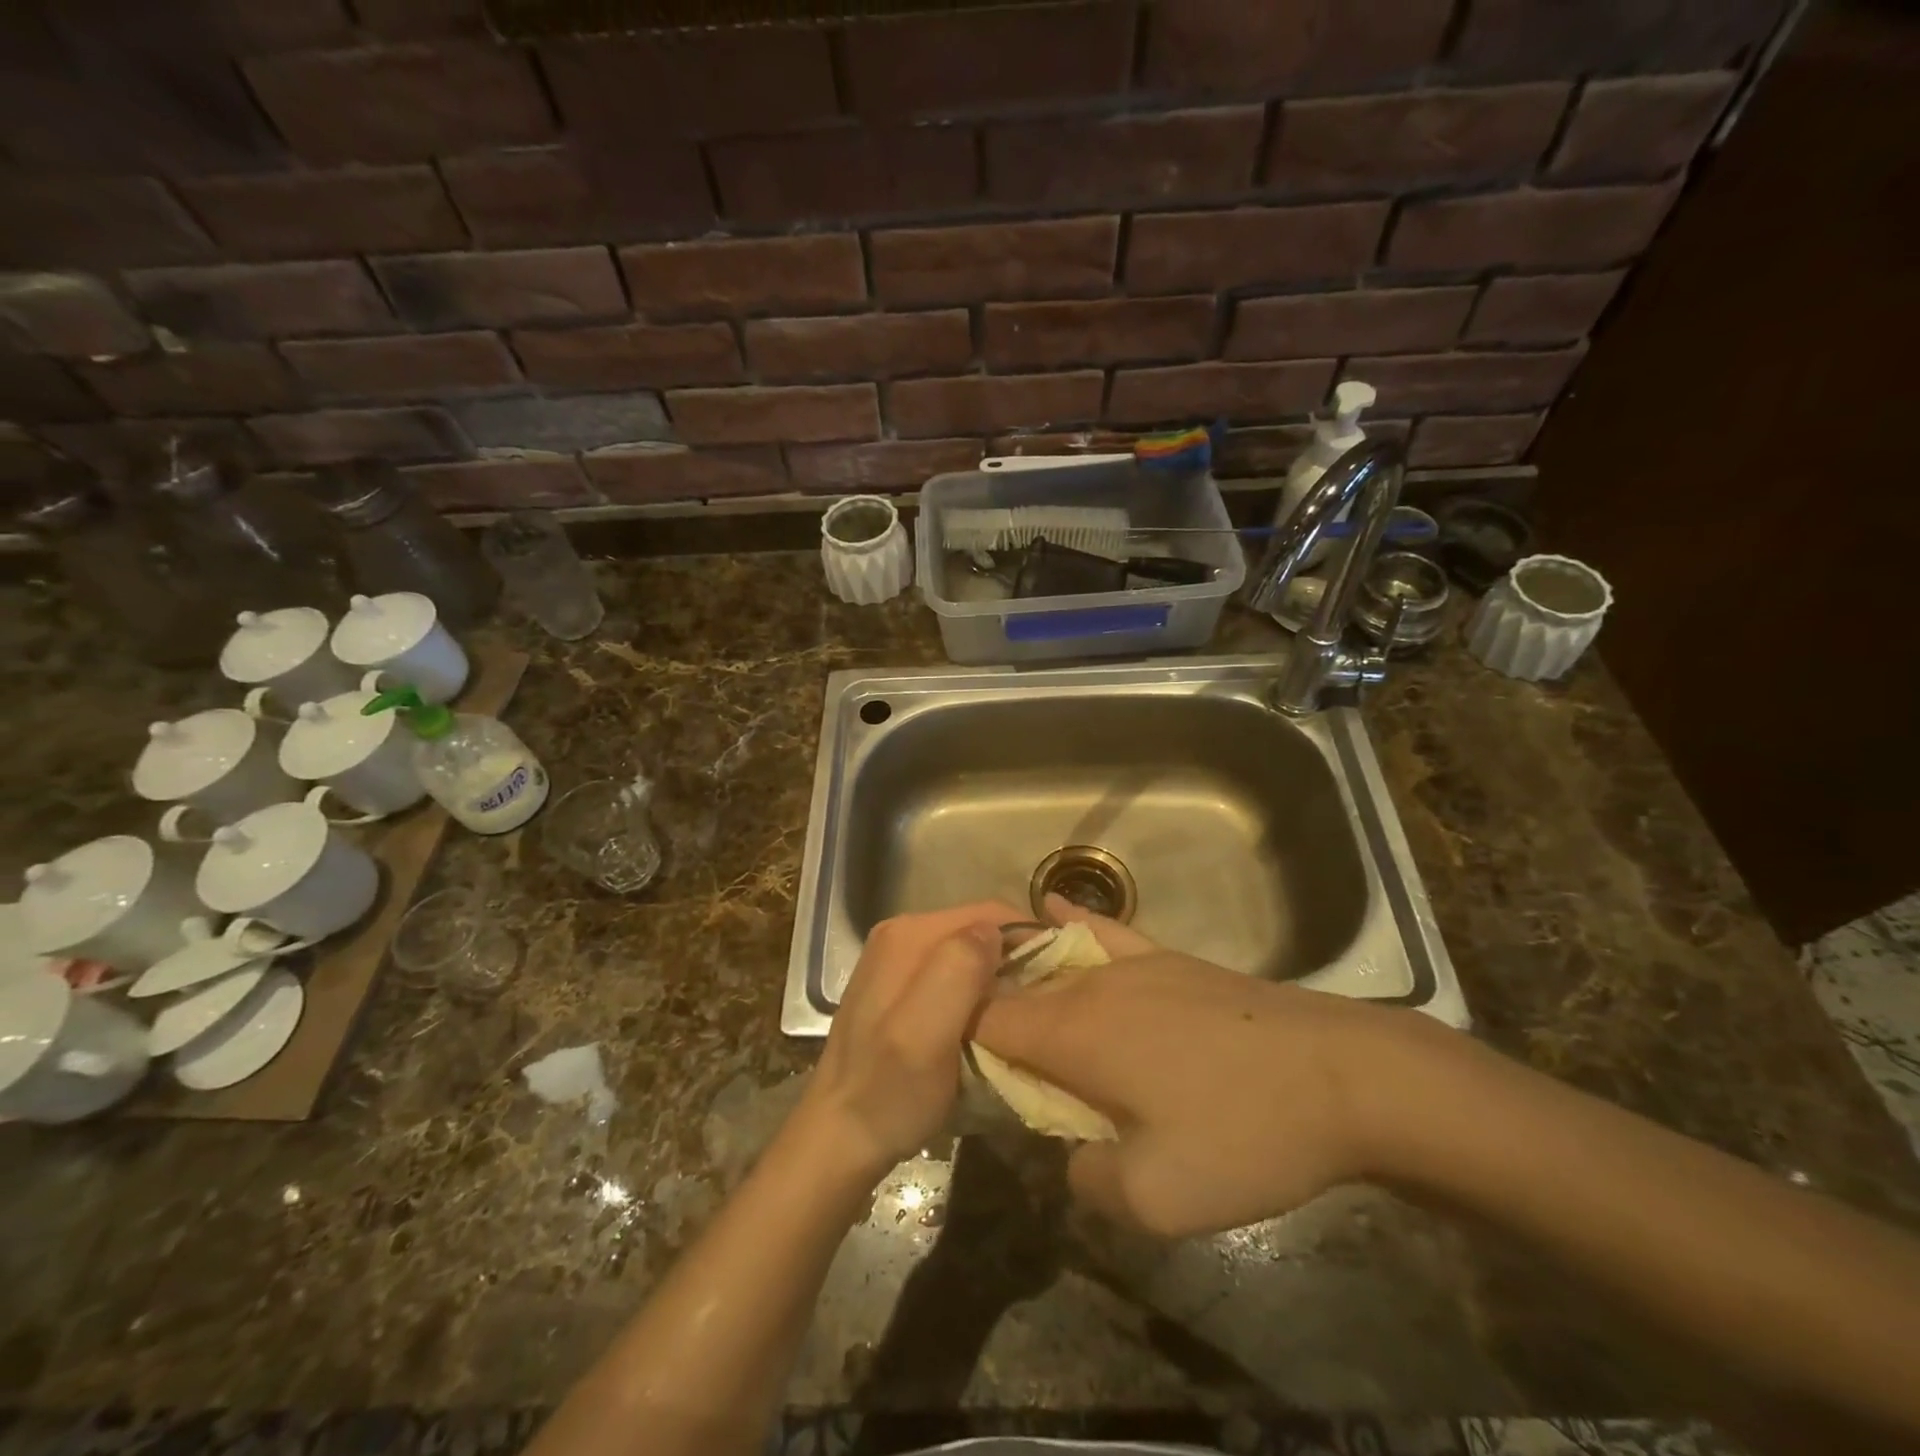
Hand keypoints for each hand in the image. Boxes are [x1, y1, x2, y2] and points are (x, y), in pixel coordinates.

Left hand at [796, 901, 1024, 1185]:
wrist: (840, 1138)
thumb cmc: (888, 1092)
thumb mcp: (925, 1035)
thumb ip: (957, 972)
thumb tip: (994, 931)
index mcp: (908, 935)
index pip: (988, 913)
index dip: (1029, 938)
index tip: (1060, 976)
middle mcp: (902, 935)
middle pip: (978, 931)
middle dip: (1015, 960)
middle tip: (1042, 1003)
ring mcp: (898, 961)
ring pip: (969, 954)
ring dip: (998, 980)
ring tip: (1021, 1016)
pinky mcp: (900, 987)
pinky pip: (953, 975)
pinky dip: (978, 994)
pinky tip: (987, 1025)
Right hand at [976, 897, 1419, 1237]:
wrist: (1343, 1076)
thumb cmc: (1244, 1134)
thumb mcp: (1159, 1198)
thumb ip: (1089, 1179)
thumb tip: (1072, 1153)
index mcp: (1073, 1033)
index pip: (985, 1021)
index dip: (959, 1040)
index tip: (955, 1071)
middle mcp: (1091, 984)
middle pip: (1017, 991)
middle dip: (991, 1016)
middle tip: (992, 1063)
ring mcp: (1134, 963)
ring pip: (1055, 962)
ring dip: (1025, 979)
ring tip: (1008, 999)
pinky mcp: (1171, 960)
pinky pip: (1106, 933)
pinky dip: (1073, 923)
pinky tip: (1055, 907)